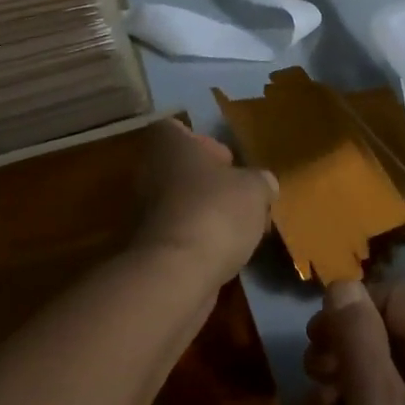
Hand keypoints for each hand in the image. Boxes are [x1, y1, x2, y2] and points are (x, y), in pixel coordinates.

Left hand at [133, 119, 275, 286]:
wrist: (176, 275)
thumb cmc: (215, 211)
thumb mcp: (255, 188)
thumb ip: (259, 181)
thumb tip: (263, 184)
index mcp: (169, 145)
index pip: (176, 129)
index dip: (203, 142)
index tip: (228, 160)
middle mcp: (148, 173)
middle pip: (178, 169)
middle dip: (207, 182)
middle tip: (237, 195)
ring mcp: (141, 213)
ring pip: (177, 204)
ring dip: (202, 213)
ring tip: (236, 228)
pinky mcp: (145, 250)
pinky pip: (175, 236)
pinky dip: (195, 242)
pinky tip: (222, 254)